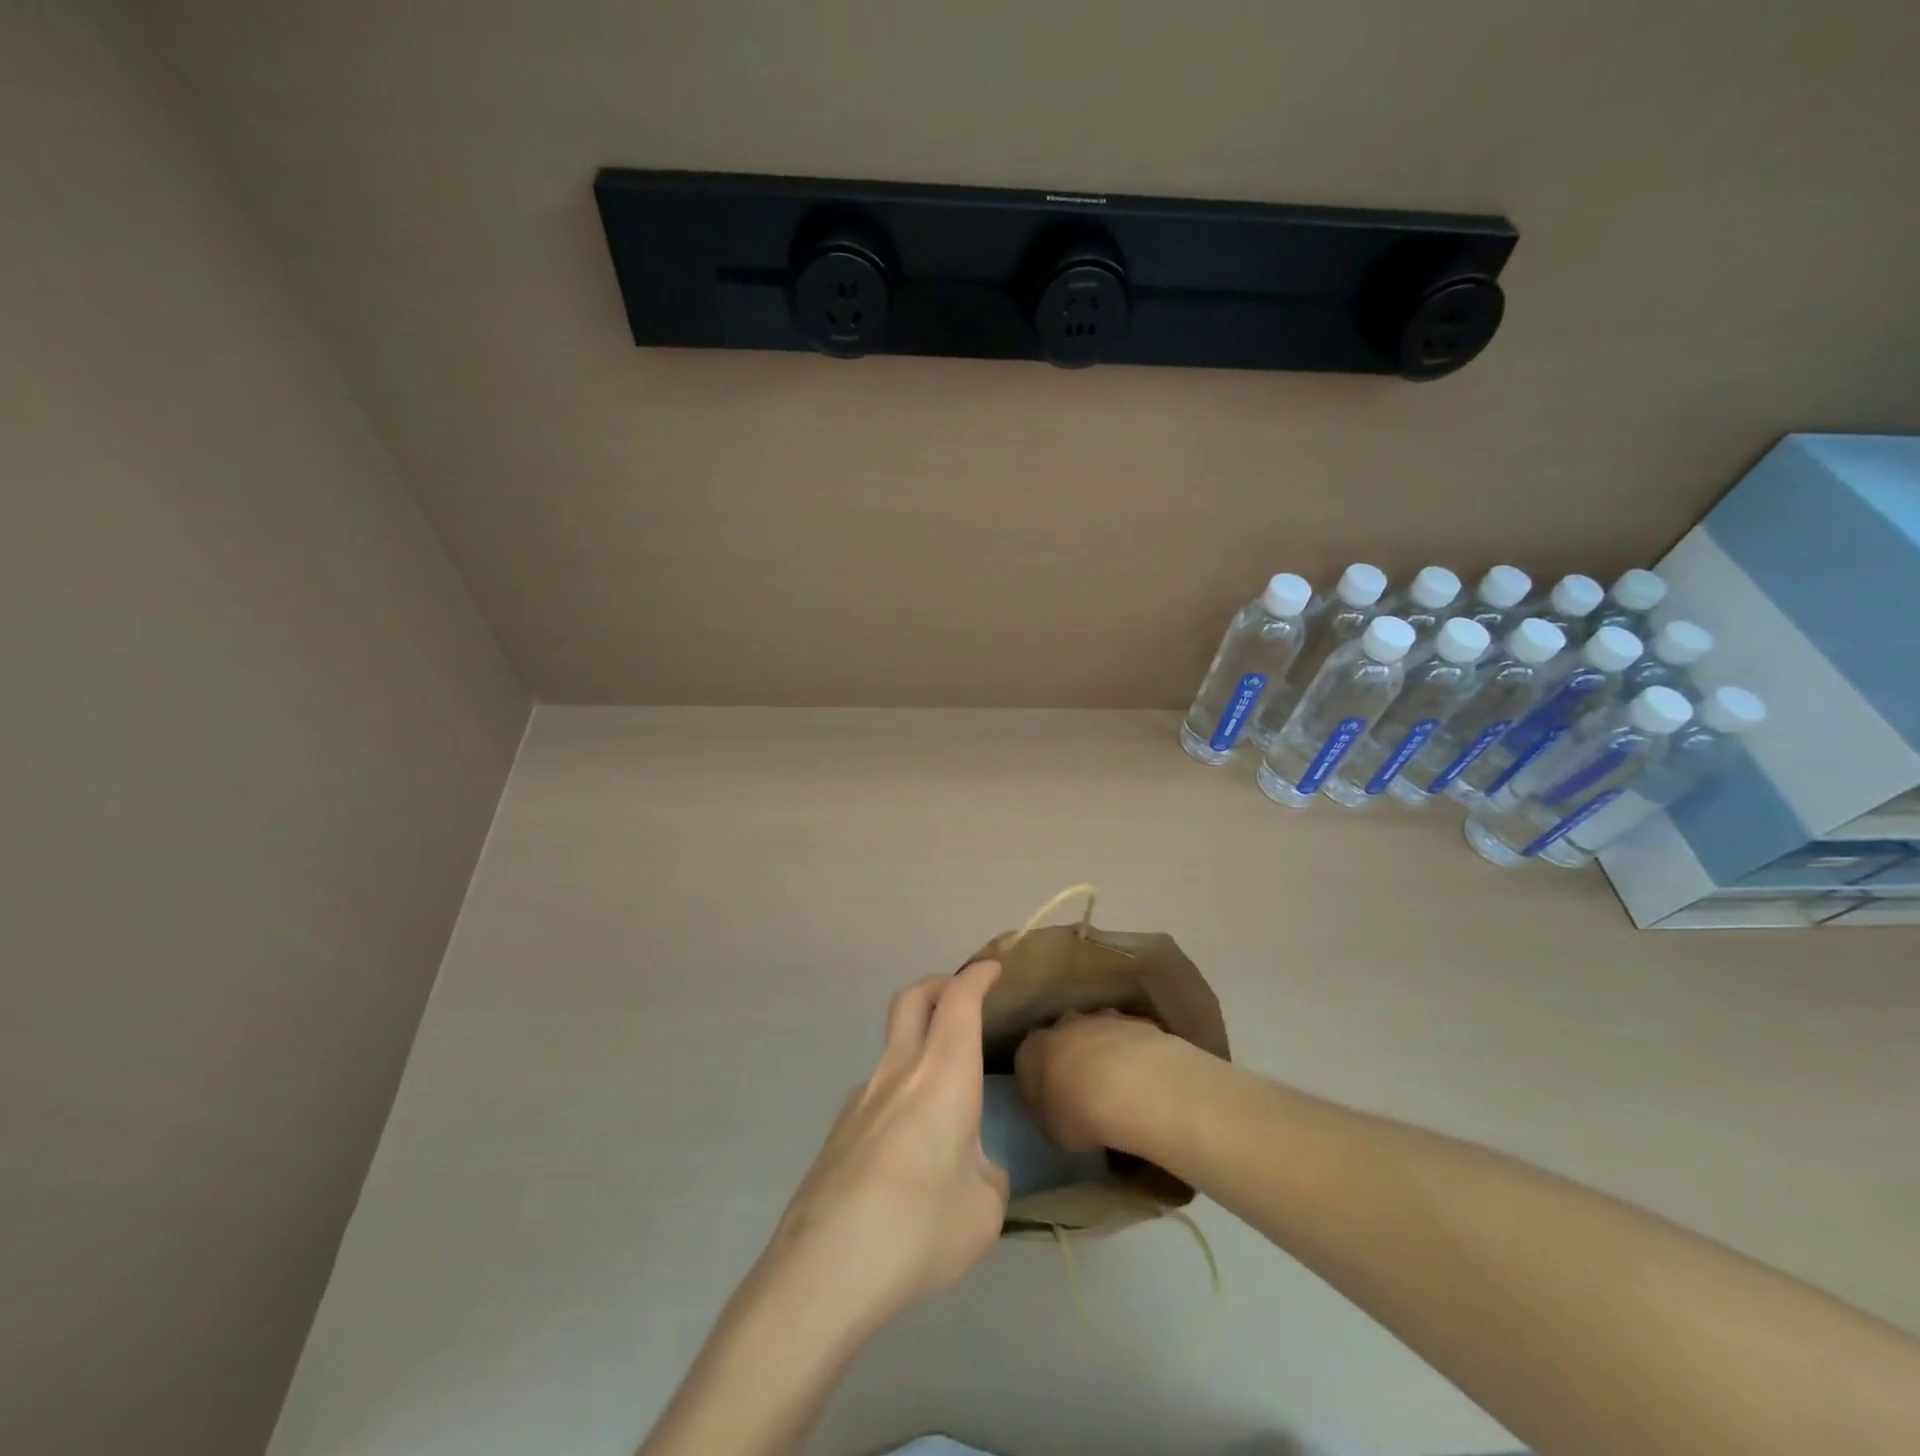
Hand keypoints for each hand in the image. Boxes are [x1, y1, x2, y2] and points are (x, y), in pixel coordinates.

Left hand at [763, 960, 1008, 1334]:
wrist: (825, 1268)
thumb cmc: (919, 1228)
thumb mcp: (983, 1210)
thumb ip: (986, 1176)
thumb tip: (972, 1169)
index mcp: (942, 1074)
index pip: (959, 1000)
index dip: (977, 977)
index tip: (993, 970)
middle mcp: (899, 1070)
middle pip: (913, 998)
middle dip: (939, 985)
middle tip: (961, 997)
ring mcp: (861, 1097)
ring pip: (892, 1045)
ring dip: (918, 1045)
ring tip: (943, 1101)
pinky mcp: (838, 1130)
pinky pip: (877, 1092)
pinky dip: (900, 1094)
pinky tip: (908, 1152)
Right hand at [1015, 1009, 1188, 1154]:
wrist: (1128, 1086)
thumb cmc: (1077, 1114)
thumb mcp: (1052, 1132)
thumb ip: (1050, 1116)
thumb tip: (1059, 1112)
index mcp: (1032, 1051)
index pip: (1029, 1061)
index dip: (1042, 1081)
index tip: (1054, 1102)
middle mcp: (1061, 1025)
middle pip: (1063, 1039)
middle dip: (1072, 1059)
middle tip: (1086, 1092)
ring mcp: (1099, 1019)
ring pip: (1097, 1033)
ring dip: (1104, 1054)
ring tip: (1120, 1089)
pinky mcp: (1133, 1021)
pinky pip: (1128, 1039)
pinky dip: (1132, 1056)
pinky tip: (1143, 1081)